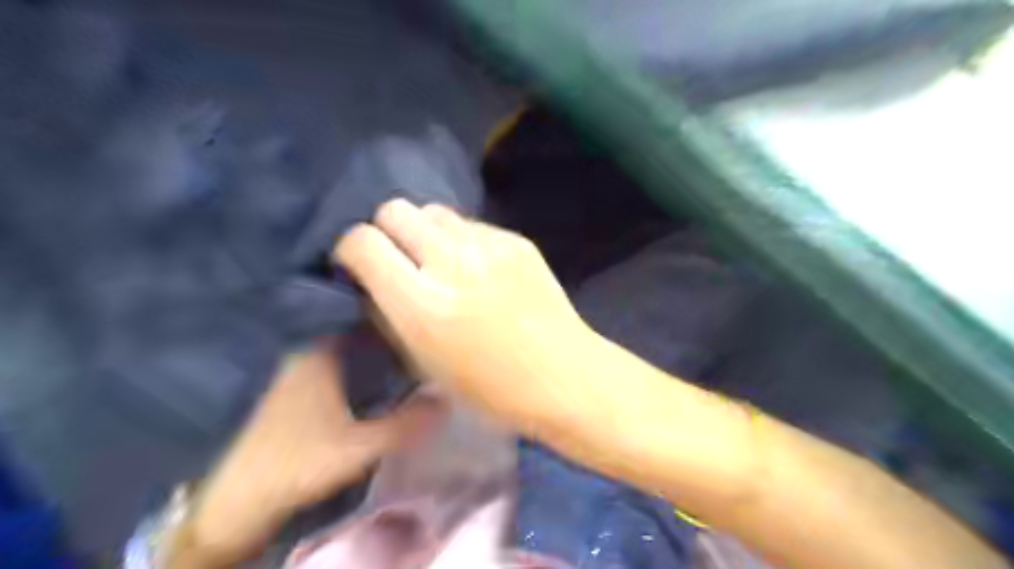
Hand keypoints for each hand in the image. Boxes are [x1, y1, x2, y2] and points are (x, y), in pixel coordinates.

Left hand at [170, 341, 443, 565]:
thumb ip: (405, 424)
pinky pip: (333, 373)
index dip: (391, 320)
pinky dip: (354, 374)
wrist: (235, 503)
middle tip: (418, 341)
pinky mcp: (291, 397)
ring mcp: (294, 376)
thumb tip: (445, 399)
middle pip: (355, 336)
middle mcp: (304, 356)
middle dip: (385, 337)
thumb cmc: (296, 464)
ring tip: (404, 359)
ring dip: (370, 356)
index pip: (361, 322)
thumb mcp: (359, 447)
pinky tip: (373, 385)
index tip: (419, 322)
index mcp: (318, 355)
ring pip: (343, 355)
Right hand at [333, 201, 594, 426]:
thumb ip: (390, 314)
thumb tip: (374, 280)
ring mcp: (489, 247)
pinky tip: (479, 268)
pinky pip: (472, 225)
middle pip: (396, 210)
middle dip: (387, 231)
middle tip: (400, 258)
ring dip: (426, 232)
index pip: (363, 243)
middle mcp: (452, 264)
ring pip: (434, 211)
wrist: (563, 374)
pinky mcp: (517, 240)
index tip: (358, 265)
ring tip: (440, 260)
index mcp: (423, 306)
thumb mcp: (424, 363)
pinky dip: (463, 241)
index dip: (351, 249)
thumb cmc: (491, 388)